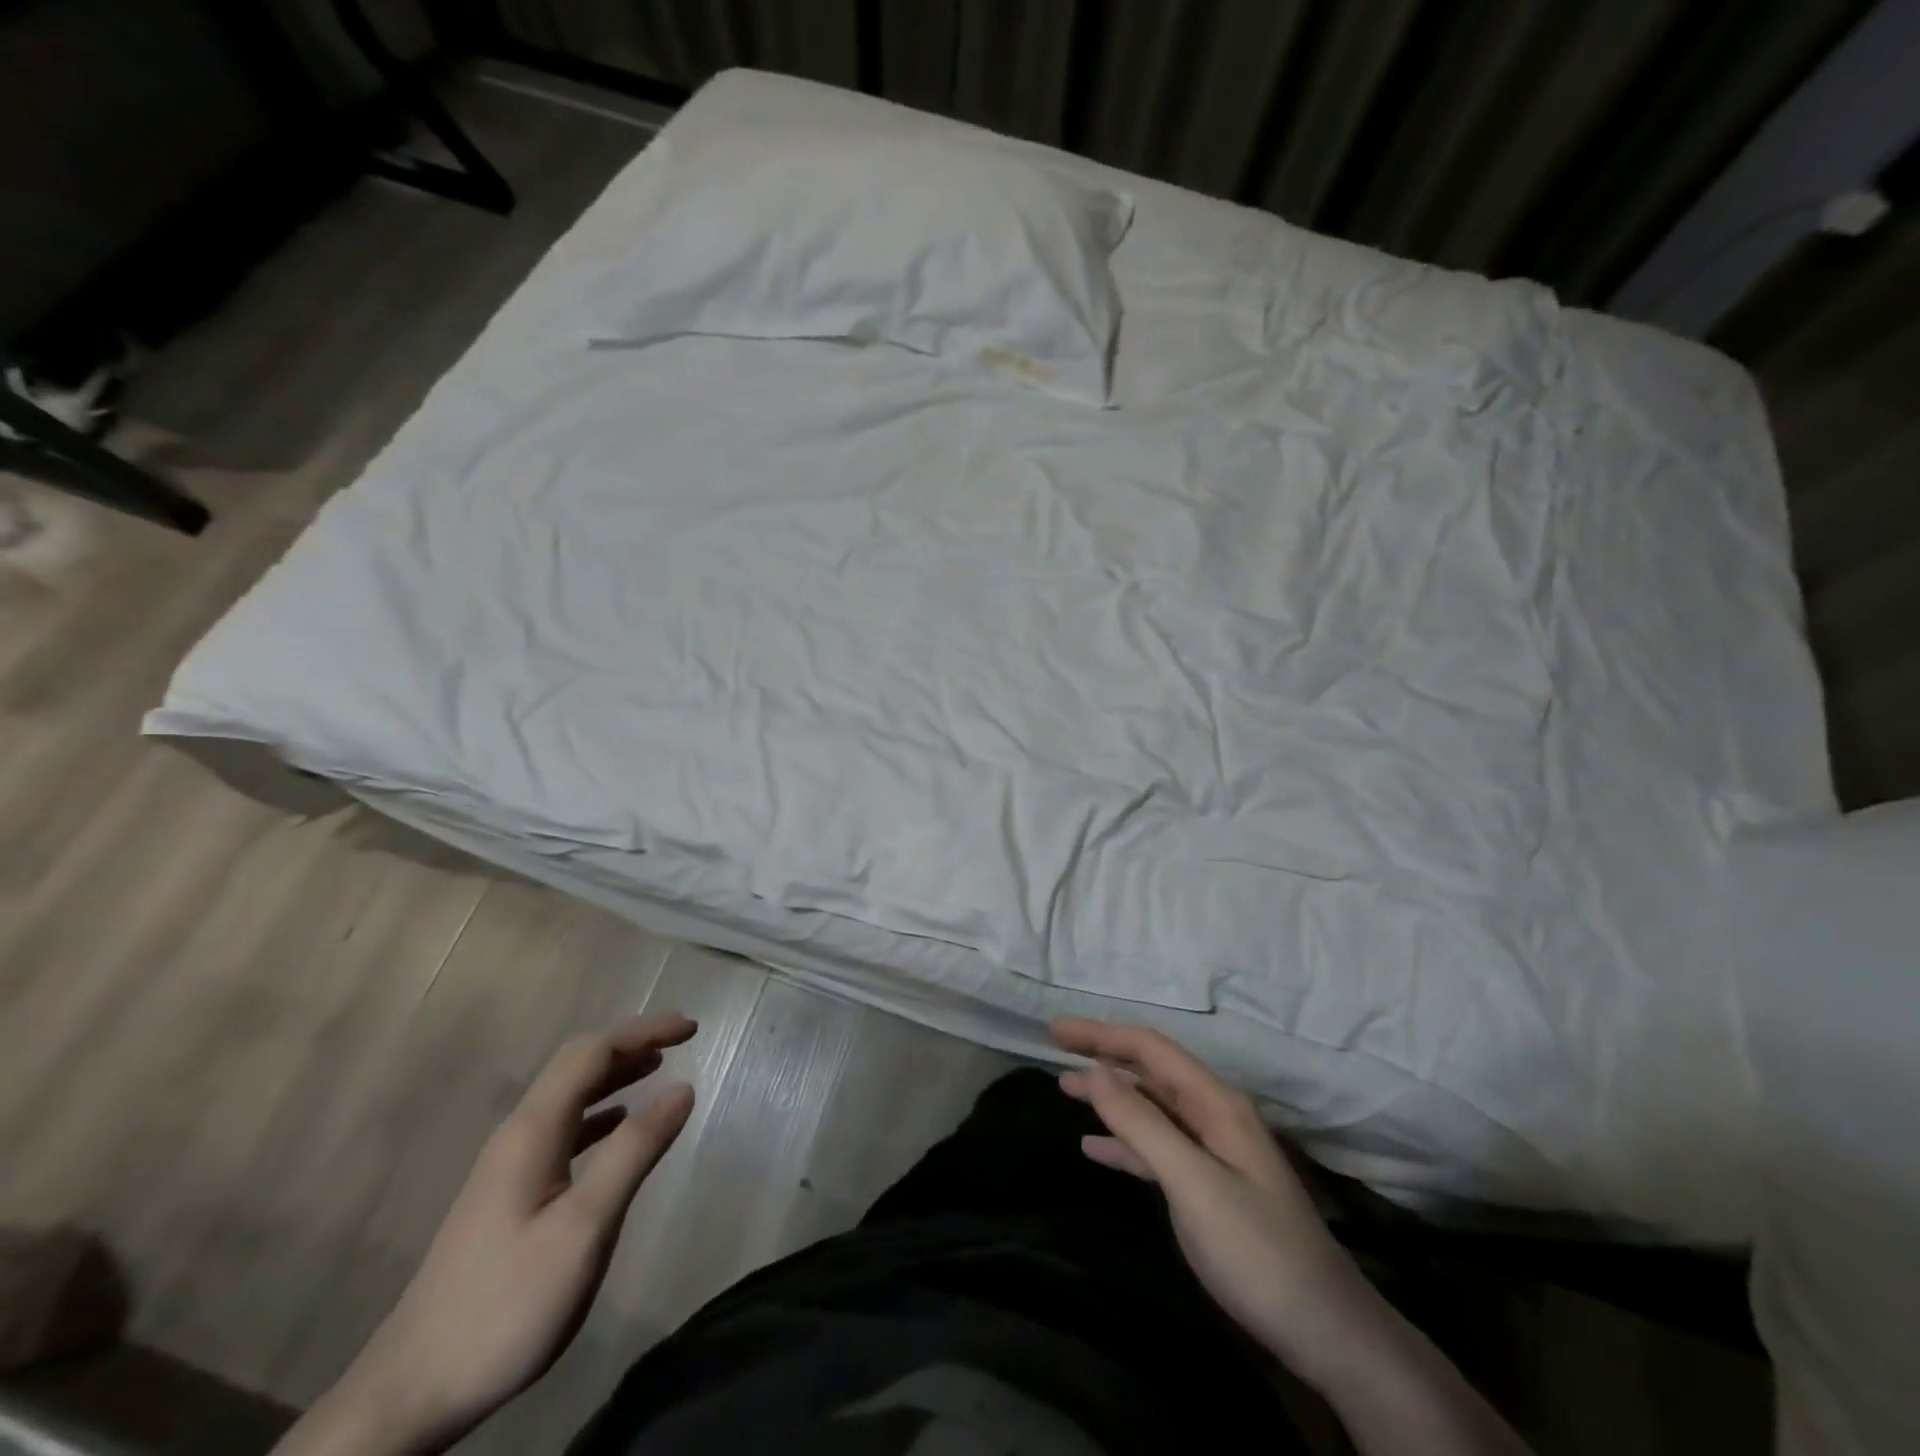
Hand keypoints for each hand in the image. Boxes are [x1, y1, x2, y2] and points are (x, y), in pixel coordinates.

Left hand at [277, 1014, 698, 1455]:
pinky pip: (564, 1131)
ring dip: (616, 1076)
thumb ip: (634, 1150)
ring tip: (658, 1070)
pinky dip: (601, 1114)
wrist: (411, 1393)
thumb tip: (682, 1088)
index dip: (643, 1032)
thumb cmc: (506, 1303)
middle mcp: (518, 1136)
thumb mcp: (584, 1226)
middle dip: (631, 1045)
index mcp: (533, 1131)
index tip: (691, 1028)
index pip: (591, 1053)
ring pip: (569, 1099)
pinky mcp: (508, 1198)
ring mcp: (508, 1168)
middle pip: (577, 1067)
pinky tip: (619, 1128)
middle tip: (681, 1041)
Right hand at [1052, 1018, 1531, 1455]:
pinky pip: (1157, 1149)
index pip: (1150, 1049)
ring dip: (1109, 1097)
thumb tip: (1096, 1070)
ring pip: (1150, 1108)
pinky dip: (1124, 1143)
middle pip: (1149, 1071)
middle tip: (1054, 1048)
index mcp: (1215, 1103)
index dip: (1101, 1034)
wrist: (1325, 1331)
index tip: (1055, 1029)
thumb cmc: (1257, 1250)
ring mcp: (1213, 1151)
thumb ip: (1143, 1124)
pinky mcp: (1209, 1186)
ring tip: (1065, 1090)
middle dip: (1103, 1056)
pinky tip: (1094, 1149)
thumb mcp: (1193, 1183)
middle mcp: (1213, 1116)